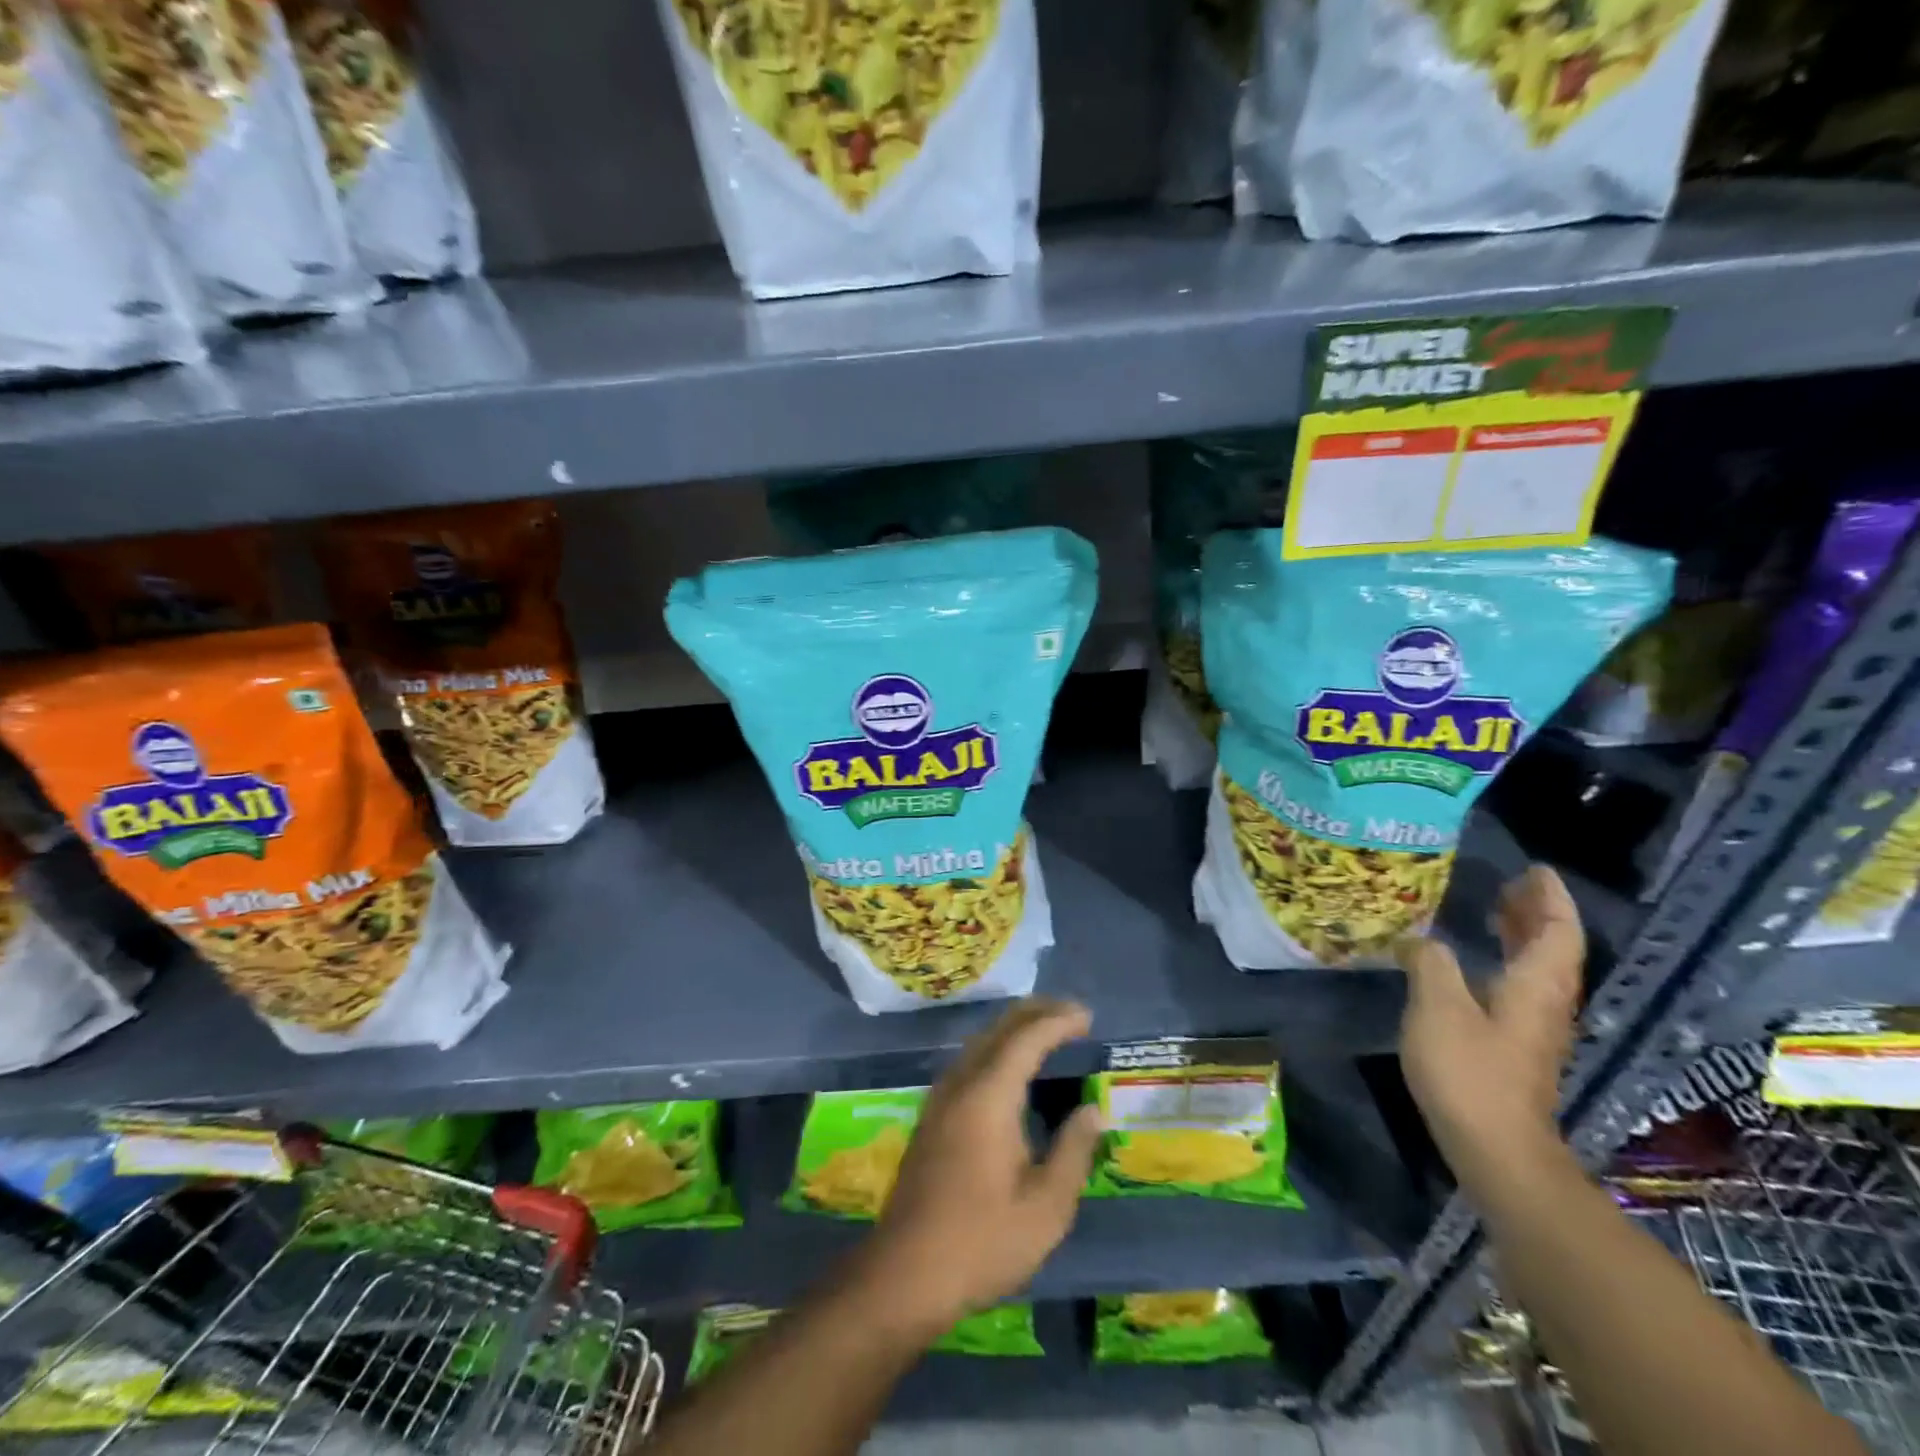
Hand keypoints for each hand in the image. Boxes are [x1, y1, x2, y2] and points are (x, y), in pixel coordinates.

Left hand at [853, 998, 1103, 1335]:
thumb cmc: (982, 1242)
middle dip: (1035, 1012)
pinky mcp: (932, 1116)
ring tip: (1047, 1030)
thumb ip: (1073, 1152)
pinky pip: (969, 1060)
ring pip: (979, 1041)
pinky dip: (996, 1047)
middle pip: (998, 1029)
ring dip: (1014, 1027)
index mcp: (989, 1096)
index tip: (1087, 1016)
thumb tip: (1091, 1111)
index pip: (1026, 1039)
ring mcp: (940, 1098)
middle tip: (1071, 1013)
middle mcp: (961, 1084)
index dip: (1057, 1021)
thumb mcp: (1046, 1208)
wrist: (904, 1273)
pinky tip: (1010, 1067)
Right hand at [1397, 865, 1583, 1189]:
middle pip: (1552, 949)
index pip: (1557, 932)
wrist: (1495, 1149)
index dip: (1549, 899)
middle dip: (1536, 913)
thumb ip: (1430, 964)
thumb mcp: (1438, 1007)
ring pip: (1537, 970)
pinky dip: (1505, 961)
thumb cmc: (1470, 1072)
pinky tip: (1474, 963)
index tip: (1535, 870)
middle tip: (1510, 883)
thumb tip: (1420, 941)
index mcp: (1535, 986)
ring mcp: (1533, 1029)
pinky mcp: (1516, 1049)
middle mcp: (1545, 1003)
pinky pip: (1519, 987)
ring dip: (1522, 936)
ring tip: (1494, 911)